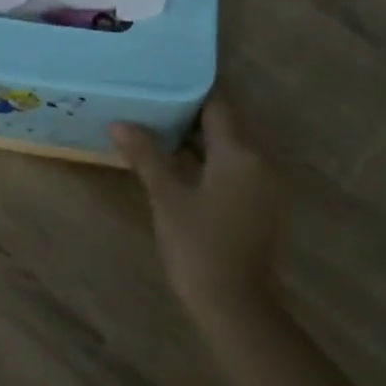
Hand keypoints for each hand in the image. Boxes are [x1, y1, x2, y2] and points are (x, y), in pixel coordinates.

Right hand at [111, 94, 281, 319]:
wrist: (235, 306)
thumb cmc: (198, 246)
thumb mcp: (167, 197)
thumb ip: (146, 156)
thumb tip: (120, 123)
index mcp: (241, 153)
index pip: (218, 104)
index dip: (190, 89)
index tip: (161, 78)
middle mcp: (261, 161)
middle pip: (226, 124)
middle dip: (190, 114)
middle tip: (151, 103)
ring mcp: (266, 185)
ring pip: (230, 148)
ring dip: (199, 139)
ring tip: (158, 130)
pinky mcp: (263, 205)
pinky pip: (236, 169)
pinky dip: (210, 162)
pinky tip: (179, 166)